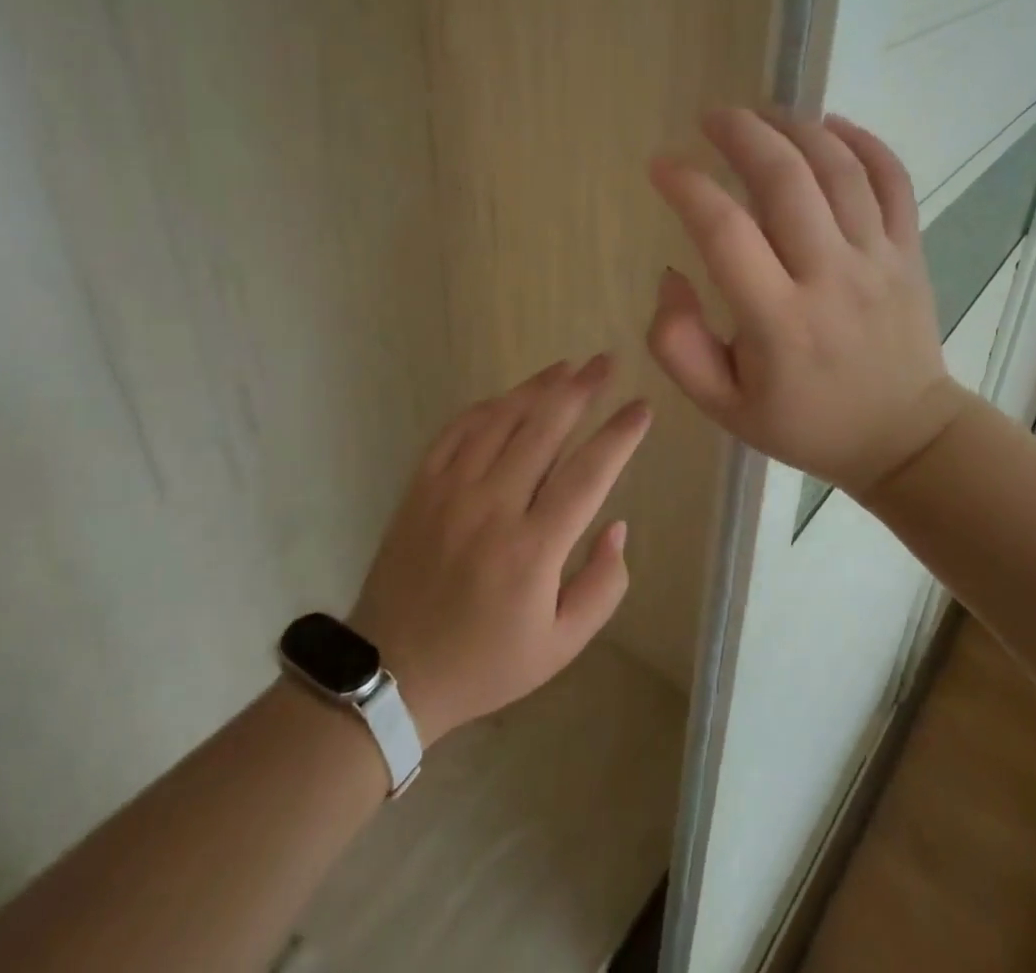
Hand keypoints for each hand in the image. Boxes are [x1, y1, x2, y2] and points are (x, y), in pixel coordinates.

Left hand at [348, 355, 650, 745]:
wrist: (393, 671)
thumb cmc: (486, 662)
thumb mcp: (561, 646)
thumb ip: (602, 585)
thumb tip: (617, 524)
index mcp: (533, 549)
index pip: (589, 473)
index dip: (620, 435)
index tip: (642, 407)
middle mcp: (493, 507)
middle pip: (544, 429)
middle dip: (581, 389)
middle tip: (605, 362)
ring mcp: (451, 491)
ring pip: (501, 420)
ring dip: (537, 388)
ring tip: (567, 367)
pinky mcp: (421, 487)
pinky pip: (457, 430)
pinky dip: (487, 406)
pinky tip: (508, 397)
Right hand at [646, 108, 967, 497]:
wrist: (904, 438)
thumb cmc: (804, 423)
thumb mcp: (722, 407)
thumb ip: (678, 345)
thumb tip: (672, 275)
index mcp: (778, 322)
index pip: (725, 233)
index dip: (686, 187)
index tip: (662, 167)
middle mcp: (830, 278)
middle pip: (786, 180)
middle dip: (742, 134)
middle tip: (710, 117)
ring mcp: (878, 259)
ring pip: (839, 169)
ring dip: (795, 127)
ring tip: (760, 113)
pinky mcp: (910, 251)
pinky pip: (893, 180)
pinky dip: (863, 142)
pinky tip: (831, 124)